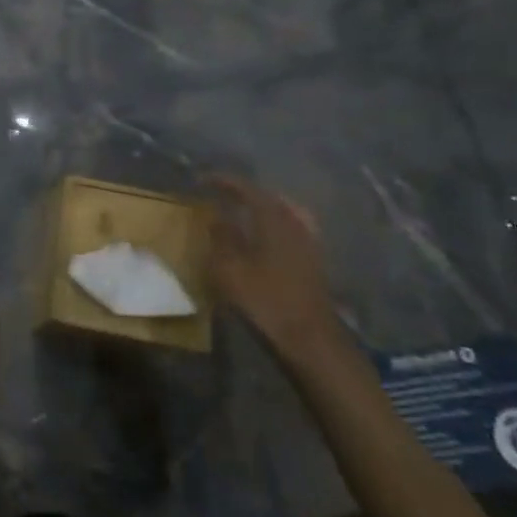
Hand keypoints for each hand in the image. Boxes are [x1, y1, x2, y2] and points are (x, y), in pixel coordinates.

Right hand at [203, 177, 339, 354]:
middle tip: (223, 194)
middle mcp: (295, 223)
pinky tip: (265, 236)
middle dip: (245, 192)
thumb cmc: (265, 300)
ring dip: (262, 207)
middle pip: (270, 197)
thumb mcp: (230, 269)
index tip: (203, 179)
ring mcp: (309, 242)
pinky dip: (275, 223)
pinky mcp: (314, 260)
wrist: (309, 337)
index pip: (248, 189)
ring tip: (243, 211)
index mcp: (274, 219)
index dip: (224, 181)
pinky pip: (292, 228)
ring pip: (284, 212)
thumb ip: (222, 238)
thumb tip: (216, 217)